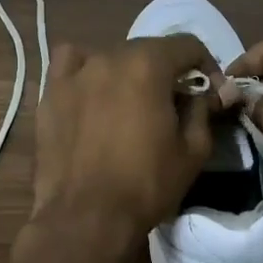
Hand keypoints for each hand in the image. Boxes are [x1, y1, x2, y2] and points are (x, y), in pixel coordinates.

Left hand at [30, 35, 223, 249]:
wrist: (85, 218)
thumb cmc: (146, 184)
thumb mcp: (192, 150)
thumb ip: (204, 110)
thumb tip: (212, 91)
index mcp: (148, 65)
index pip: (186, 45)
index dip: (206, 65)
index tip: (211, 91)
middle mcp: (109, 56)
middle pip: (148, 49)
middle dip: (167, 71)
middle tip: (175, 104)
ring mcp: (75, 73)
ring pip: (110, 56)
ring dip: (128, 71)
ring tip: (132, 102)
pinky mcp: (50, 93)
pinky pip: (70, 65)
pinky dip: (85, 70)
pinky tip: (91, 91)